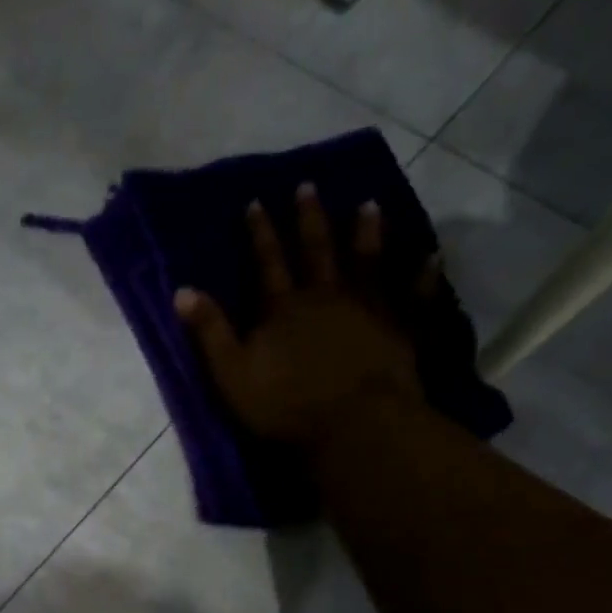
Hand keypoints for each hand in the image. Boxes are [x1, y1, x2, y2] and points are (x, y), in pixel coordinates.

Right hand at [173, 188, 434, 453]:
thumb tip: (181, 291)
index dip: (260, 233)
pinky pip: (413, 296)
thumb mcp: (232, 373)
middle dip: (309, 219)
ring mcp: (368, 309)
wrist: (353, 424)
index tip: (256, 202)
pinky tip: (430, 256)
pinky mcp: (400, 329)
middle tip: (308, 187)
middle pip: (316, 251)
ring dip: (366, 233)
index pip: (267, 263)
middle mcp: (326, 296)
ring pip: (366, 262)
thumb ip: (209, 332)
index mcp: (283, 308)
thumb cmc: (285, 404)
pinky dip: (422, 275)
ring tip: (368, 204)